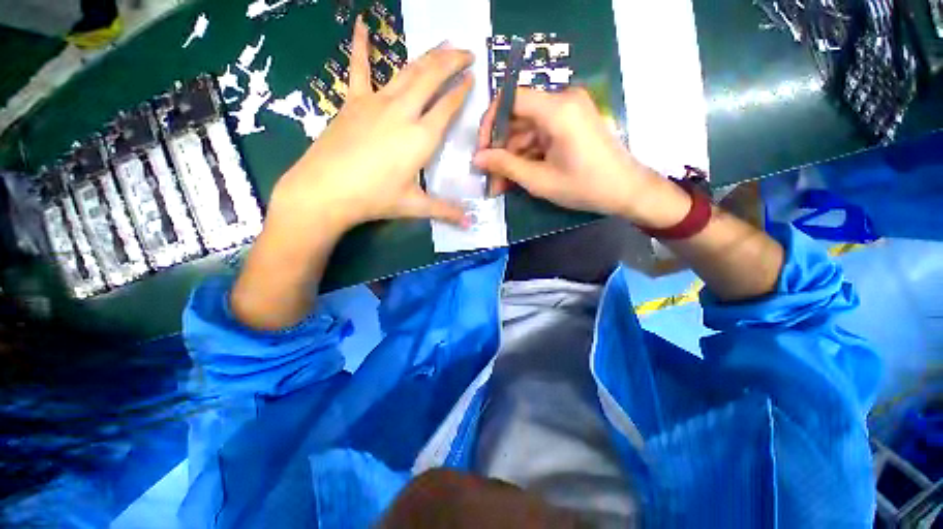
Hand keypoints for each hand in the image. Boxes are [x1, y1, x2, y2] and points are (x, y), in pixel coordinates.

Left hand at [231, 18, 474, 330]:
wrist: (325, 191)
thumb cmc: (374, 199)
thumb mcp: (414, 206)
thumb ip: (445, 210)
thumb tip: (470, 223)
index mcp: (421, 138)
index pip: (448, 107)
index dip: (462, 91)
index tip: (473, 78)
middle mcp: (403, 112)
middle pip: (431, 78)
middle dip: (452, 61)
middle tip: (467, 51)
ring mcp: (376, 102)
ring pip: (407, 70)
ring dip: (427, 55)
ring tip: (443, 43)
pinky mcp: (353, 101)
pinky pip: (358, 68)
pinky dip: (360, 45)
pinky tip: (362, 25)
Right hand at [473, 87, 686, 225]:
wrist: (626, 191)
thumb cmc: (585, 186)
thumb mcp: (539, 180)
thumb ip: (505, 166)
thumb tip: (477, 158)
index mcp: (557, 109)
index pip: (510, 98)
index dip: (490, 122)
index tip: (482, 150)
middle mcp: (562, 101)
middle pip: (517, 118)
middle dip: (500, 149)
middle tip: (490, 177)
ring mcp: (568, 112)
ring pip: (527, 130)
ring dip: (512, 157)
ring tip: (501, 185)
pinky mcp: (570, 124)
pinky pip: (540, 135)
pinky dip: (527, 155)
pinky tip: (517, 177)